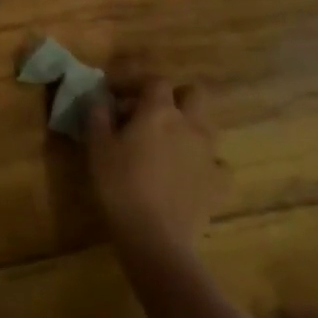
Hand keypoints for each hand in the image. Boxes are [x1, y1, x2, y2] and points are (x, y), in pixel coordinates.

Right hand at [84, 80, 230, 256]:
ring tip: (169, 145)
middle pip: (194, 94)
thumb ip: (99, 115)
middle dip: (175, 98)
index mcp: (159, 111)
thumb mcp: (97, 146)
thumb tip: (101, 99)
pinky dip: (205, 164)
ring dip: (190, 128)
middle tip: (152, 114)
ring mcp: (210, 154)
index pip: (154, 80)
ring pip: (208, 127)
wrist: (155, 237)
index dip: (135, 82)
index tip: (115, 94)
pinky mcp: (220, 183)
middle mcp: (190, 125)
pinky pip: (217, 164)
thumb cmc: (119, 185)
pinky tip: (189, 176)